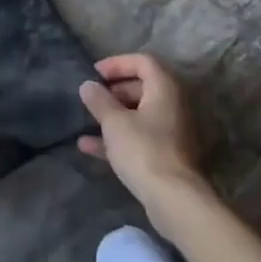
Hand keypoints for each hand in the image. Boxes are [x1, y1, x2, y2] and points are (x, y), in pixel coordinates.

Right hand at [78, 54, 209, 227]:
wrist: (173, 199)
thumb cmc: (143, 150)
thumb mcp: (114, 122)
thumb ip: (99, 101)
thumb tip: (88, 85)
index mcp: (165, 89)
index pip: (143, 62)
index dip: (117, 63)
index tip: (94, 73)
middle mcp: (172, 105)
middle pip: (142, 87)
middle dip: (114, 90)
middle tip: (92, 97)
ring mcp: (171, 132)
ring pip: (139, 114)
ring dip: (113, 115)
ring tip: (87, 119)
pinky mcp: (165, 155)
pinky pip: (139, 137)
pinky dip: (117, 138)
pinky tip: (88, 146)